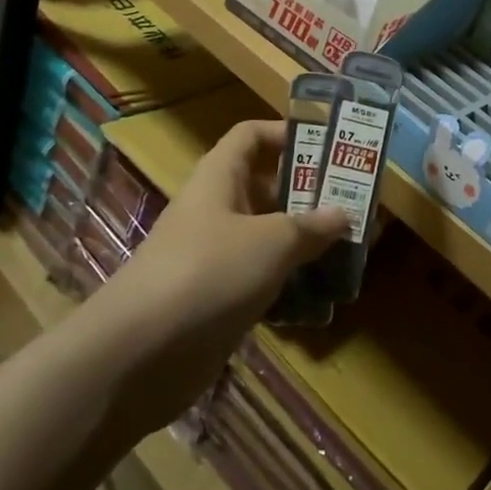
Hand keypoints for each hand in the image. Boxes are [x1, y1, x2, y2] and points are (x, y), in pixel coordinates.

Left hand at [98, 119, 345, 431]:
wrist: (137, 356)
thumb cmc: (208, 273)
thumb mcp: (271, 242)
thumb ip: (310, 226)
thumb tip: (343, 214)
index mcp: (220, 178)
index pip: (251, 136)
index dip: (286, 132)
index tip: (328, 145)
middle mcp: (216, 210)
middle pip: (266, 187)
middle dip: (308, 193)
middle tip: (353, 201)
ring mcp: (215, 256)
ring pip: (267, 237)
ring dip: (303, 242)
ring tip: (348, 248)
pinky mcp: (217, 300)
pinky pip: (261, 279)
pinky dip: (289, 283)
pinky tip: (322, 297)